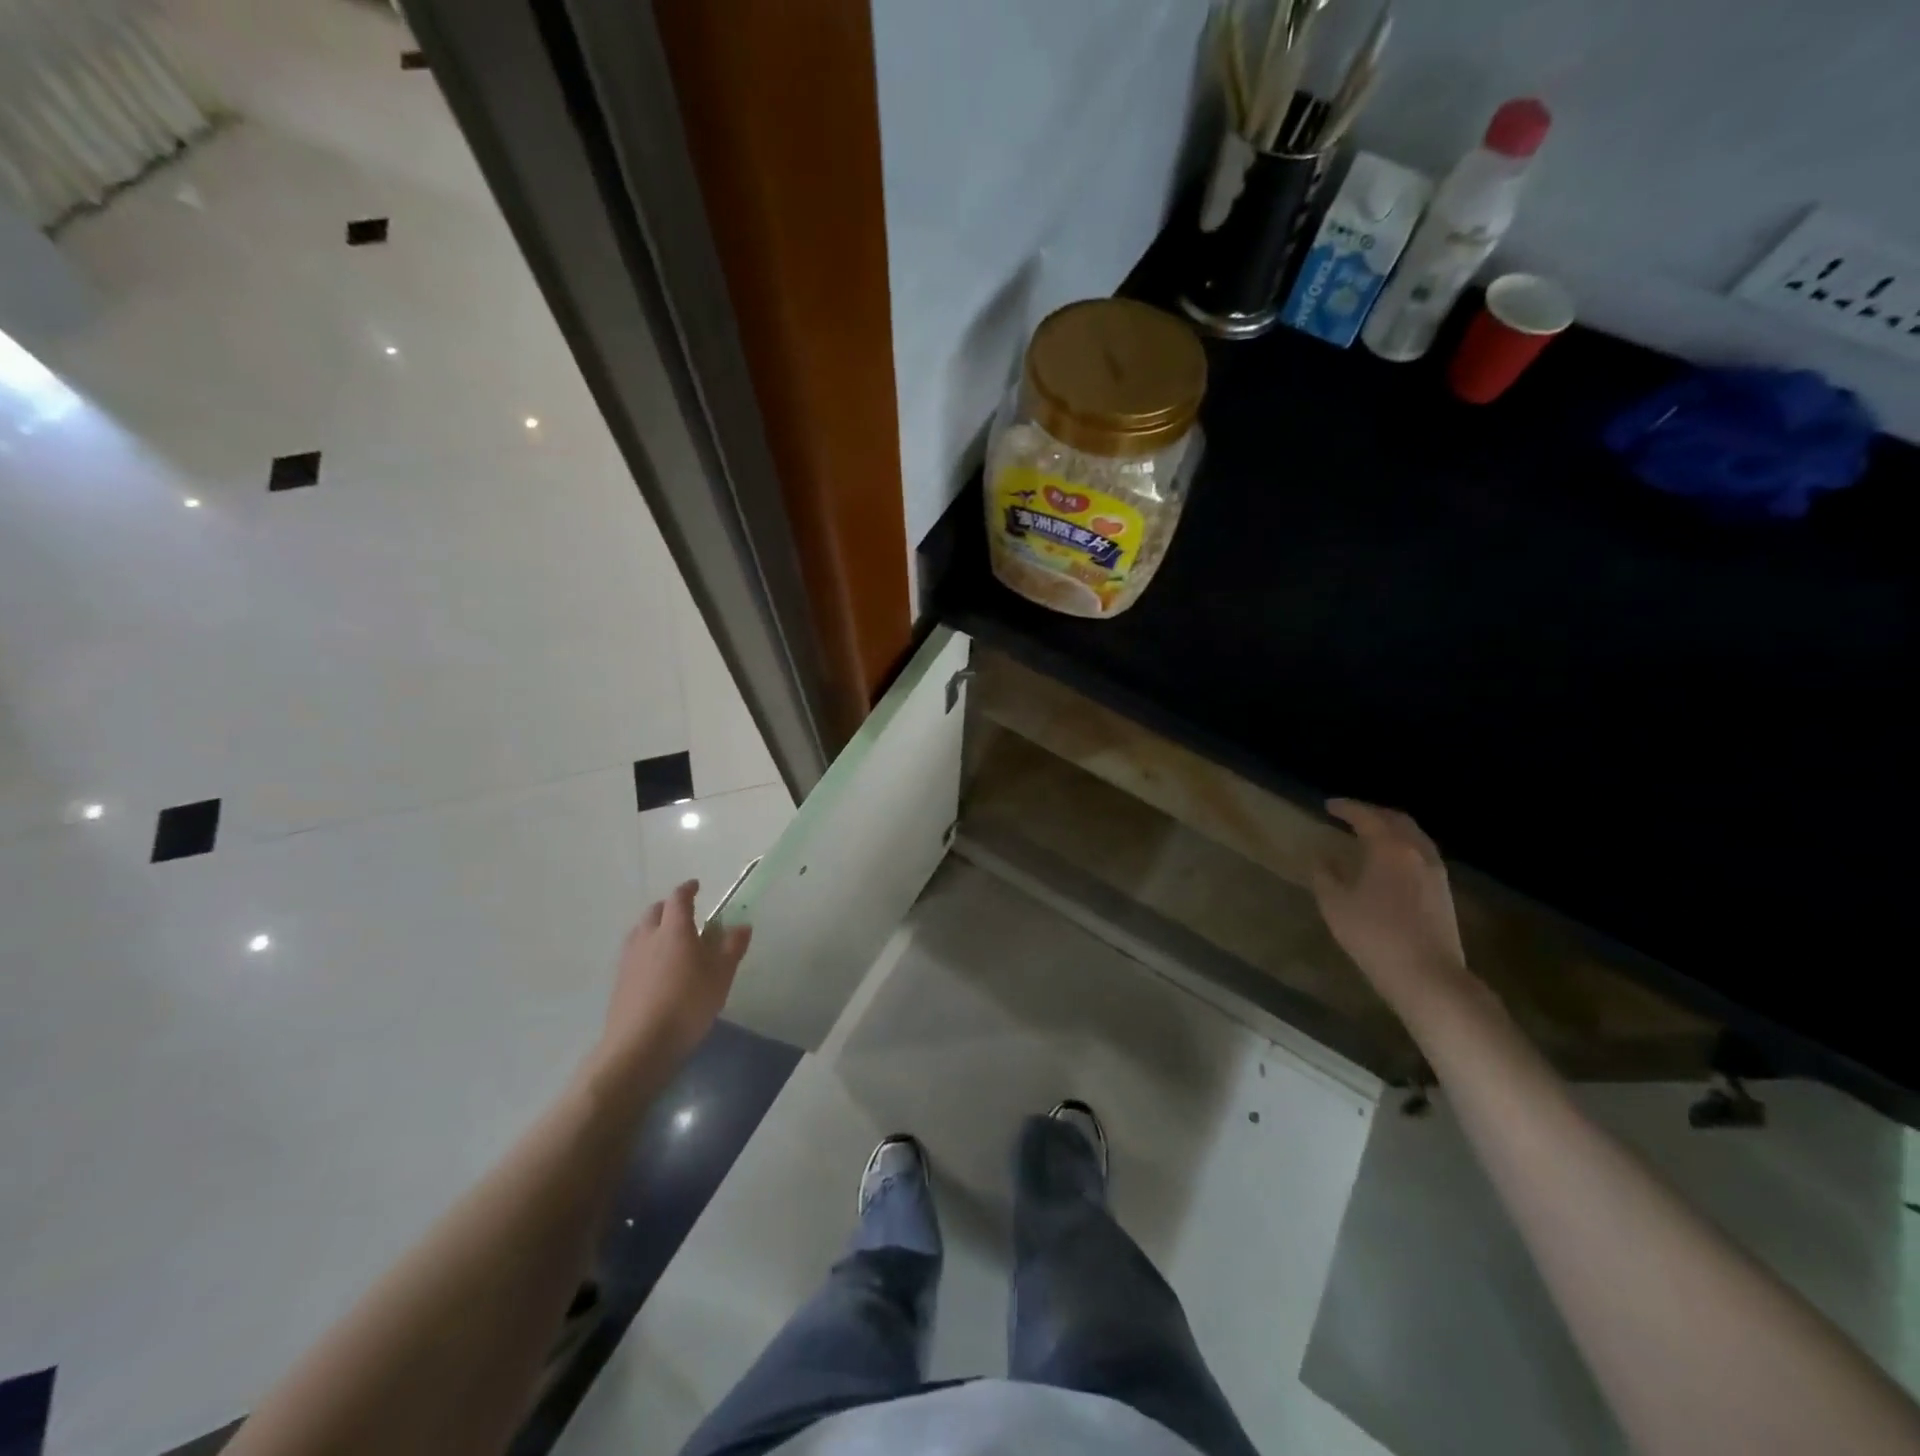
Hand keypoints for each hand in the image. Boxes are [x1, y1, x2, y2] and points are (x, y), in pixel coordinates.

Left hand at [590, 881, 751, 1093]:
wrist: (640, 1045)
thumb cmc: (688, 1004)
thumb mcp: (722, 975)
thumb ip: (732, 947)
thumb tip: (741, 925)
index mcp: (674, 929)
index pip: (679, 898)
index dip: (688, 889)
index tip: (696, 886)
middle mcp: (648, 937)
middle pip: (655, 912)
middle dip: (669, 908)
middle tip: (685, 915)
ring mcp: (629, 959)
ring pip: (641, 932)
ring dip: (655, 928)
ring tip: (670, 941)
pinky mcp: (619, 982)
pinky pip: (634, 953)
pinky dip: (646, 950)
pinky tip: (656, 969)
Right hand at [1312, 799, 1472, 1021]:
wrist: (1428, 977)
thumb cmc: (1374, 936)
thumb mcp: (1335, 905)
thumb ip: (1325, 875)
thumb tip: (1322, 857)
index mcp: (1389, 849)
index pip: (1366, 817)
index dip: (1346, 808)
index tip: (1328, 805)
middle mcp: (1417, 852)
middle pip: (1397, 820)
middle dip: (1373, 813)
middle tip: (1351, 815)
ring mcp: (1436, 871)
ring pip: (1414, 836)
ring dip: (1392, 828)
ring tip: (1371, 834)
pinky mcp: (1444, 891)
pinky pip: (1422, 853)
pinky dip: (1404, 846)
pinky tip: (1391, 861)